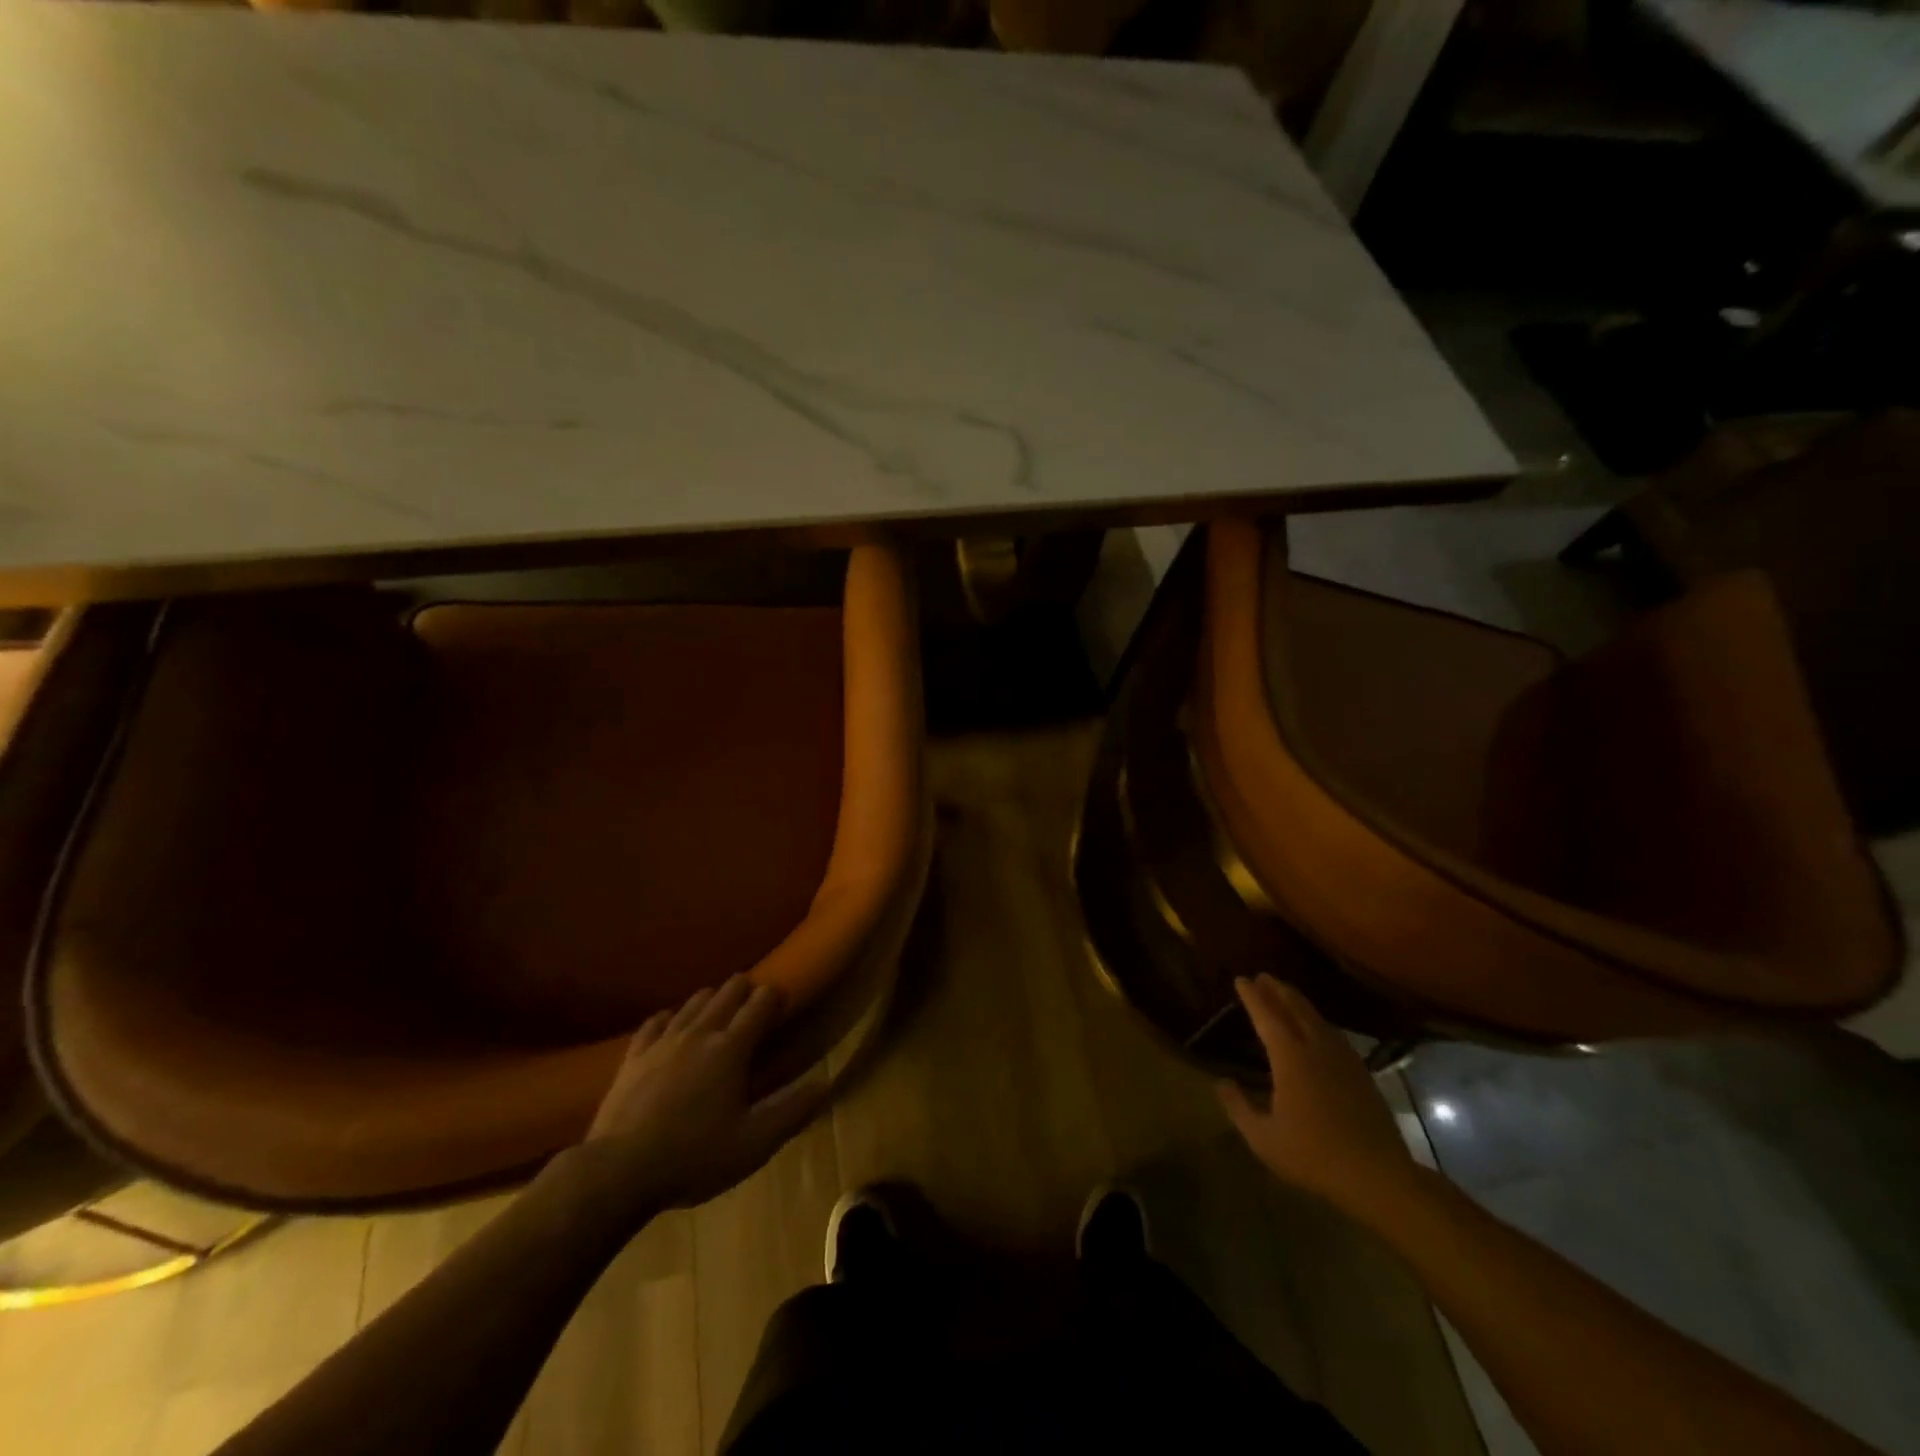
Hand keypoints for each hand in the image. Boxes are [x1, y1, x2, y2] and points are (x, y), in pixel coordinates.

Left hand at [577, 976, 829, 1212]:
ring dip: (710, 998)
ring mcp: (662, 1042)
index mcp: (730, 1048)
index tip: (781, 997)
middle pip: (725, 993)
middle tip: (753, 996)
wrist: (618, 1172)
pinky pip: (655, 1022)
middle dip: (743, 988)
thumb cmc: (694, 1157)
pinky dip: (670, 1016)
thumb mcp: (754, 1143)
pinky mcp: (633, 1056)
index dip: (773, 996)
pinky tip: (671, 1021)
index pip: (759, 1005)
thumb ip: (792, 1111)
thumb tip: (825, 1084)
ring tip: (718, 1003)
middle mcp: (699, 1033)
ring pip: (692, 1002)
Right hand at [1219, 975, 1418, 1217]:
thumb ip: (1239, 1107)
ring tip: (1286, 992)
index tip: (1241, 979)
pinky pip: (1334, 1034)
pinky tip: (1319, 1027)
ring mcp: (1342, 1059)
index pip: (1266, 1016)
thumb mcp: (1263, 1138)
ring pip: (1317, 1018)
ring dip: (1299, 1001)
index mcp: (1289, 1058)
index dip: (1252, 997)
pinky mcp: (1361, 1072)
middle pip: (1294, 1008)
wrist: (1377, 1175)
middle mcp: (1315, 1048)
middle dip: (1277, 990)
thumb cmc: (1313, 1155)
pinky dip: (1319, 1021)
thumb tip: (1222, 1083)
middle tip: (1263, 976)